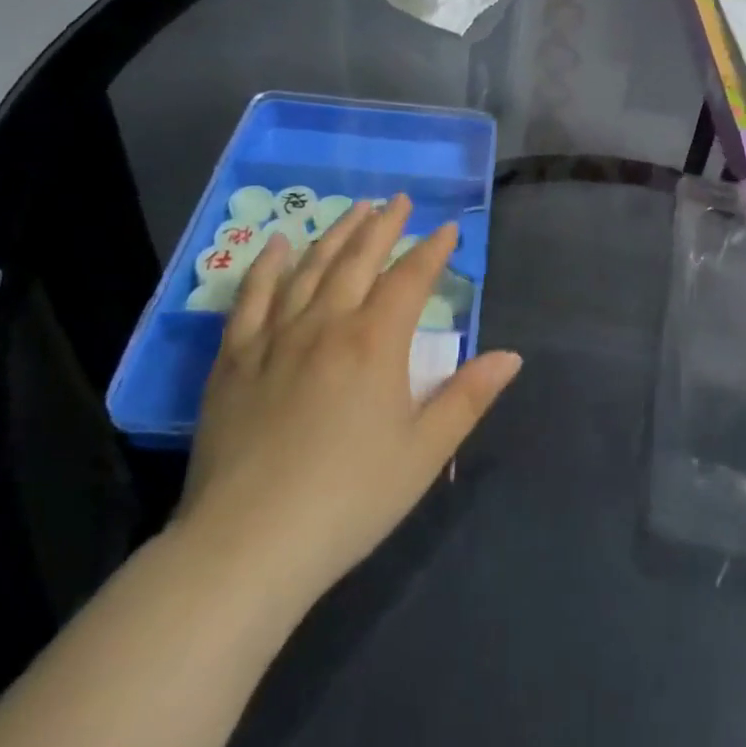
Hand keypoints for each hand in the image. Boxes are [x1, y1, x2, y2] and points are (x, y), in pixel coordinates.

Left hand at [170, 195, 521, 600]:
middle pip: (359, 259)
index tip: (447, 229)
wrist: (248, 546)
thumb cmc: (349, 500)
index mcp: (375, 342)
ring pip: (309, 267)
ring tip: (355, 209)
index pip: (410, 278)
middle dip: (384, 226)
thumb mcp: (425, 453)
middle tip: (399, 200)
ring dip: (336, 234)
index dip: (432, 250)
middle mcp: (326, 323)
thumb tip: (511, 356)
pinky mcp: (234, 359)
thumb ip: (468, 398)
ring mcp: (275, 337)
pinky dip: (266, 266)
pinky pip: (250, 298)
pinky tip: (276, 245)